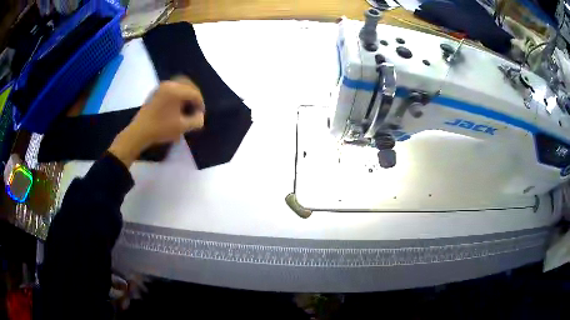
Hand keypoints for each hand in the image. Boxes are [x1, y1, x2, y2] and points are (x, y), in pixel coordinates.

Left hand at [109, 78, 204, 166]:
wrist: (139, 132)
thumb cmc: (161, 129)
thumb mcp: (182, 127)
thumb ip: (196, 121)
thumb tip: (200, 115)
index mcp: (176, 90)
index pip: (195, 93)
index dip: (200, 103)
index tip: (201, 115)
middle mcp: (169, 84)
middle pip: (188, 84)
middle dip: (194, 95)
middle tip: (196, 107)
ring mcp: (161, 87)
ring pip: (179, 84)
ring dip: (185, 93)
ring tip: (186, 106)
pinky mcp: (155, 92)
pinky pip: (171, 87)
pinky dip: (177, 93)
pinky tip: (176, 105)